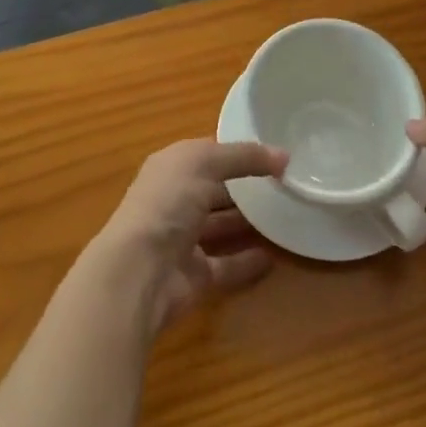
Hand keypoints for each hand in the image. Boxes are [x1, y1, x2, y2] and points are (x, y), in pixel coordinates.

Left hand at [87, 139, 287, 335]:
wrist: (140, 271)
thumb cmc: (167, 203)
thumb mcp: (205, 163)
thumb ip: (244, 157)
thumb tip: (284, 155)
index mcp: (172, 167)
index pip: (208, 153)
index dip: (237, 150)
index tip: (274, 151)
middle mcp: (175, 200)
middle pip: (215, 189)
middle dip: (244, 186)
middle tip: (285, 184)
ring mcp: (183, 240)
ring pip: (220, 227)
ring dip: (247, 223)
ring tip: (285, 215)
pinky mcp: (195, 276)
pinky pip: (227, 266)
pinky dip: (247, 262)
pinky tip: (273, 257)